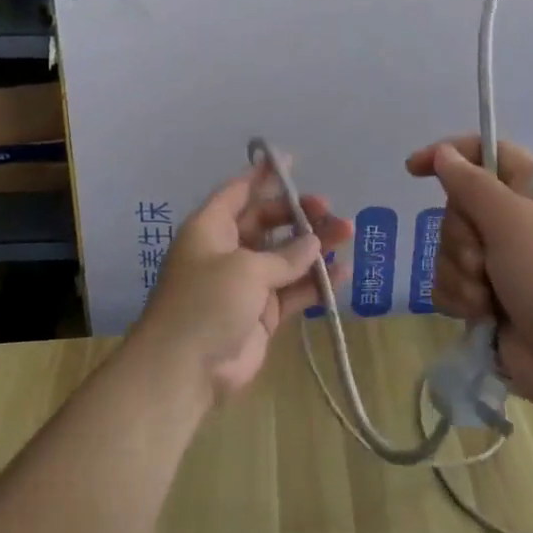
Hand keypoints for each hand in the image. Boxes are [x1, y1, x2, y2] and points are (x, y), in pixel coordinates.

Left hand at [133, 164, 351, 404]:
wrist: (184, 371)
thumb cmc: (206, 303)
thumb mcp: (245, 268)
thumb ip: (285, 255)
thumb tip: (314, 244)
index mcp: (211, 229)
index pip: (238, 192)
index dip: (263, 176)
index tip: (291, 161)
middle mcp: (228, 251)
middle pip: (268, 222)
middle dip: (299, 214)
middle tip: (330, 209)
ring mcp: (247, 284)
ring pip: (286, 256)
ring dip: (314, 246)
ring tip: (348, 233)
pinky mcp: (263, 314)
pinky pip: (294, 290)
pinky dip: (316, 282)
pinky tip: (343, 273)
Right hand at [407, 137, 532, 423]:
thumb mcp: (513, 221)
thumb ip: (471, 183)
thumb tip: (445, 153)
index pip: (487, 154)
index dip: (450, 155)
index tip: (414, 169)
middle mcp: (519, 222)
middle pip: (460, 206)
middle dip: (460, 236)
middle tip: (482, 258)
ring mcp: (505, 264)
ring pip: (451, 249)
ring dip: (460, 273)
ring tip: (487, 297)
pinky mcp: (491, 301)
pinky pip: (452, 285)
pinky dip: (459, 298)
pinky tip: (480, 315)